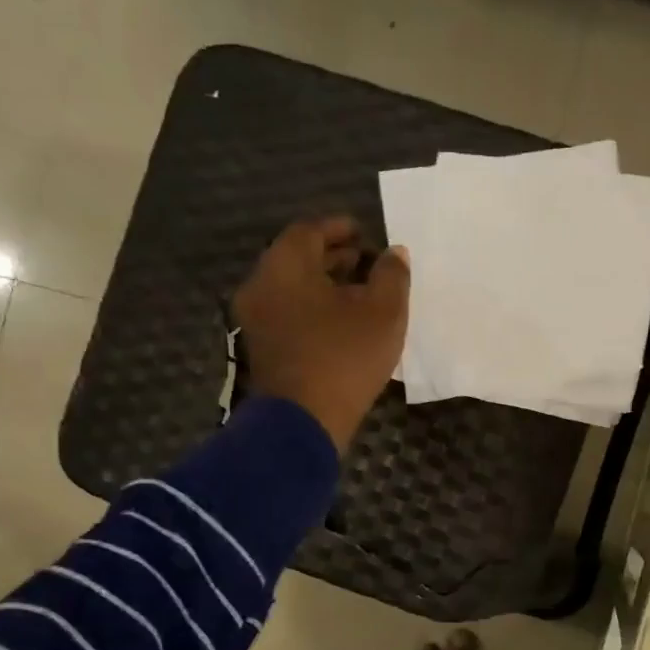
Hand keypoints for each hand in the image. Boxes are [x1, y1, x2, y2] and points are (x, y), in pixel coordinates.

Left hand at [234, 217, 408, 453]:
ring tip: (360, 295)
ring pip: (292, 289)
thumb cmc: (344, 356)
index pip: (309, 230)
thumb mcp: (384, 312)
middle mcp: (261, 285)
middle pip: (297, 259)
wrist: (302, 421)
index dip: (339, 228)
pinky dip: (313, 309)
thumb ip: (392, 275)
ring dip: (324, 286)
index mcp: (285, 265)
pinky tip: (342, 325)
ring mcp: (256, 320)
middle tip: (366, 263)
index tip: (364, 233)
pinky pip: (288, 314)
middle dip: (333, 257)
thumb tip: (394, 253)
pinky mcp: (261, 349)